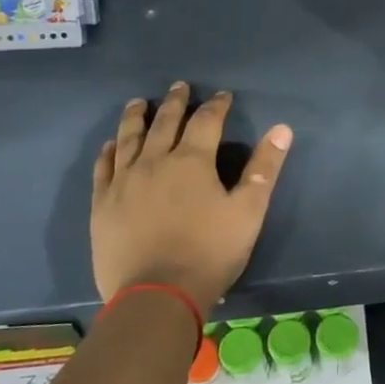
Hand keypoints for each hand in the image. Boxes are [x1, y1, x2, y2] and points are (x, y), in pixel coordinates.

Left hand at [90, 82, 293, 315]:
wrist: (156, 297)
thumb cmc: (209, 253)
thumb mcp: (248, 211)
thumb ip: (264, 168)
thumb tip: (282, 129)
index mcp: (192, 161)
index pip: (207, 121)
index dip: (217, 106)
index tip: (222, 96)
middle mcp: (154, 162)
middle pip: (164, 122)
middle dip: (175, 102)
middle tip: (179, 86)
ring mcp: (123, 182)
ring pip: (128, 139)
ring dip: (136, 118)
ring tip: (138, 103)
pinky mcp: (102, 205)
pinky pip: (103, 168)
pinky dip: (109, 151)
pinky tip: (111, 145)